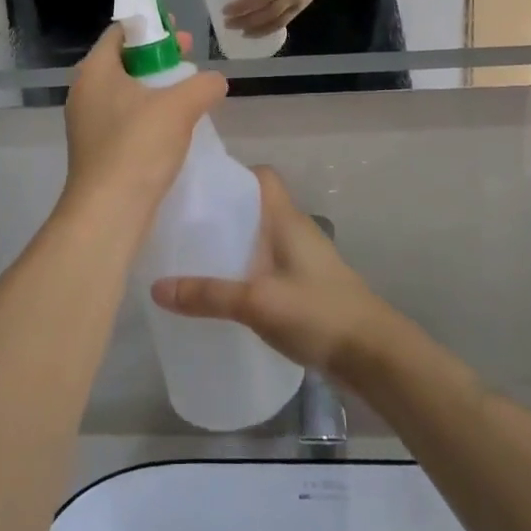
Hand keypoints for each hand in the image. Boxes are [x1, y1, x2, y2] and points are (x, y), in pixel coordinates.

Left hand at [61, 25, 226, 230]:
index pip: (120, 32)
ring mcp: (88, 123)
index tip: (180, 33)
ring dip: (156, 87)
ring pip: (126, 92)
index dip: (151, 26)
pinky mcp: (97, 149)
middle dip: (159, 57)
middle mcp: (85, 92)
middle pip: (124, 60)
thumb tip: (215, 81)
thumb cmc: (138, 147)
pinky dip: (148, 113)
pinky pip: (125, 118)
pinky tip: (174, 126)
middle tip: (190, 58)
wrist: (109, 212)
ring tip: (188, 92)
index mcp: (95, 71)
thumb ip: (203, 85)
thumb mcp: (180, 107)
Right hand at [151, 168, 394, 375]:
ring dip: (233, 246)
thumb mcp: (257, 302)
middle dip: (222, 214)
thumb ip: (208, 294)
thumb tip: (157, 287)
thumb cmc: (318, 312)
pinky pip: (268, 267)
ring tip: (193, 258)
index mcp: (287, 219)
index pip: (261, 176)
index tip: (197, 187)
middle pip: (255, 208)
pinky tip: (223, 293)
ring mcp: (303, 260)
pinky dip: (246, 272)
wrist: (373, 355)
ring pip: (261, 239)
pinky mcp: (306, 287)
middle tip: (182, 225)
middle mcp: (295, 231)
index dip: (232, 174)